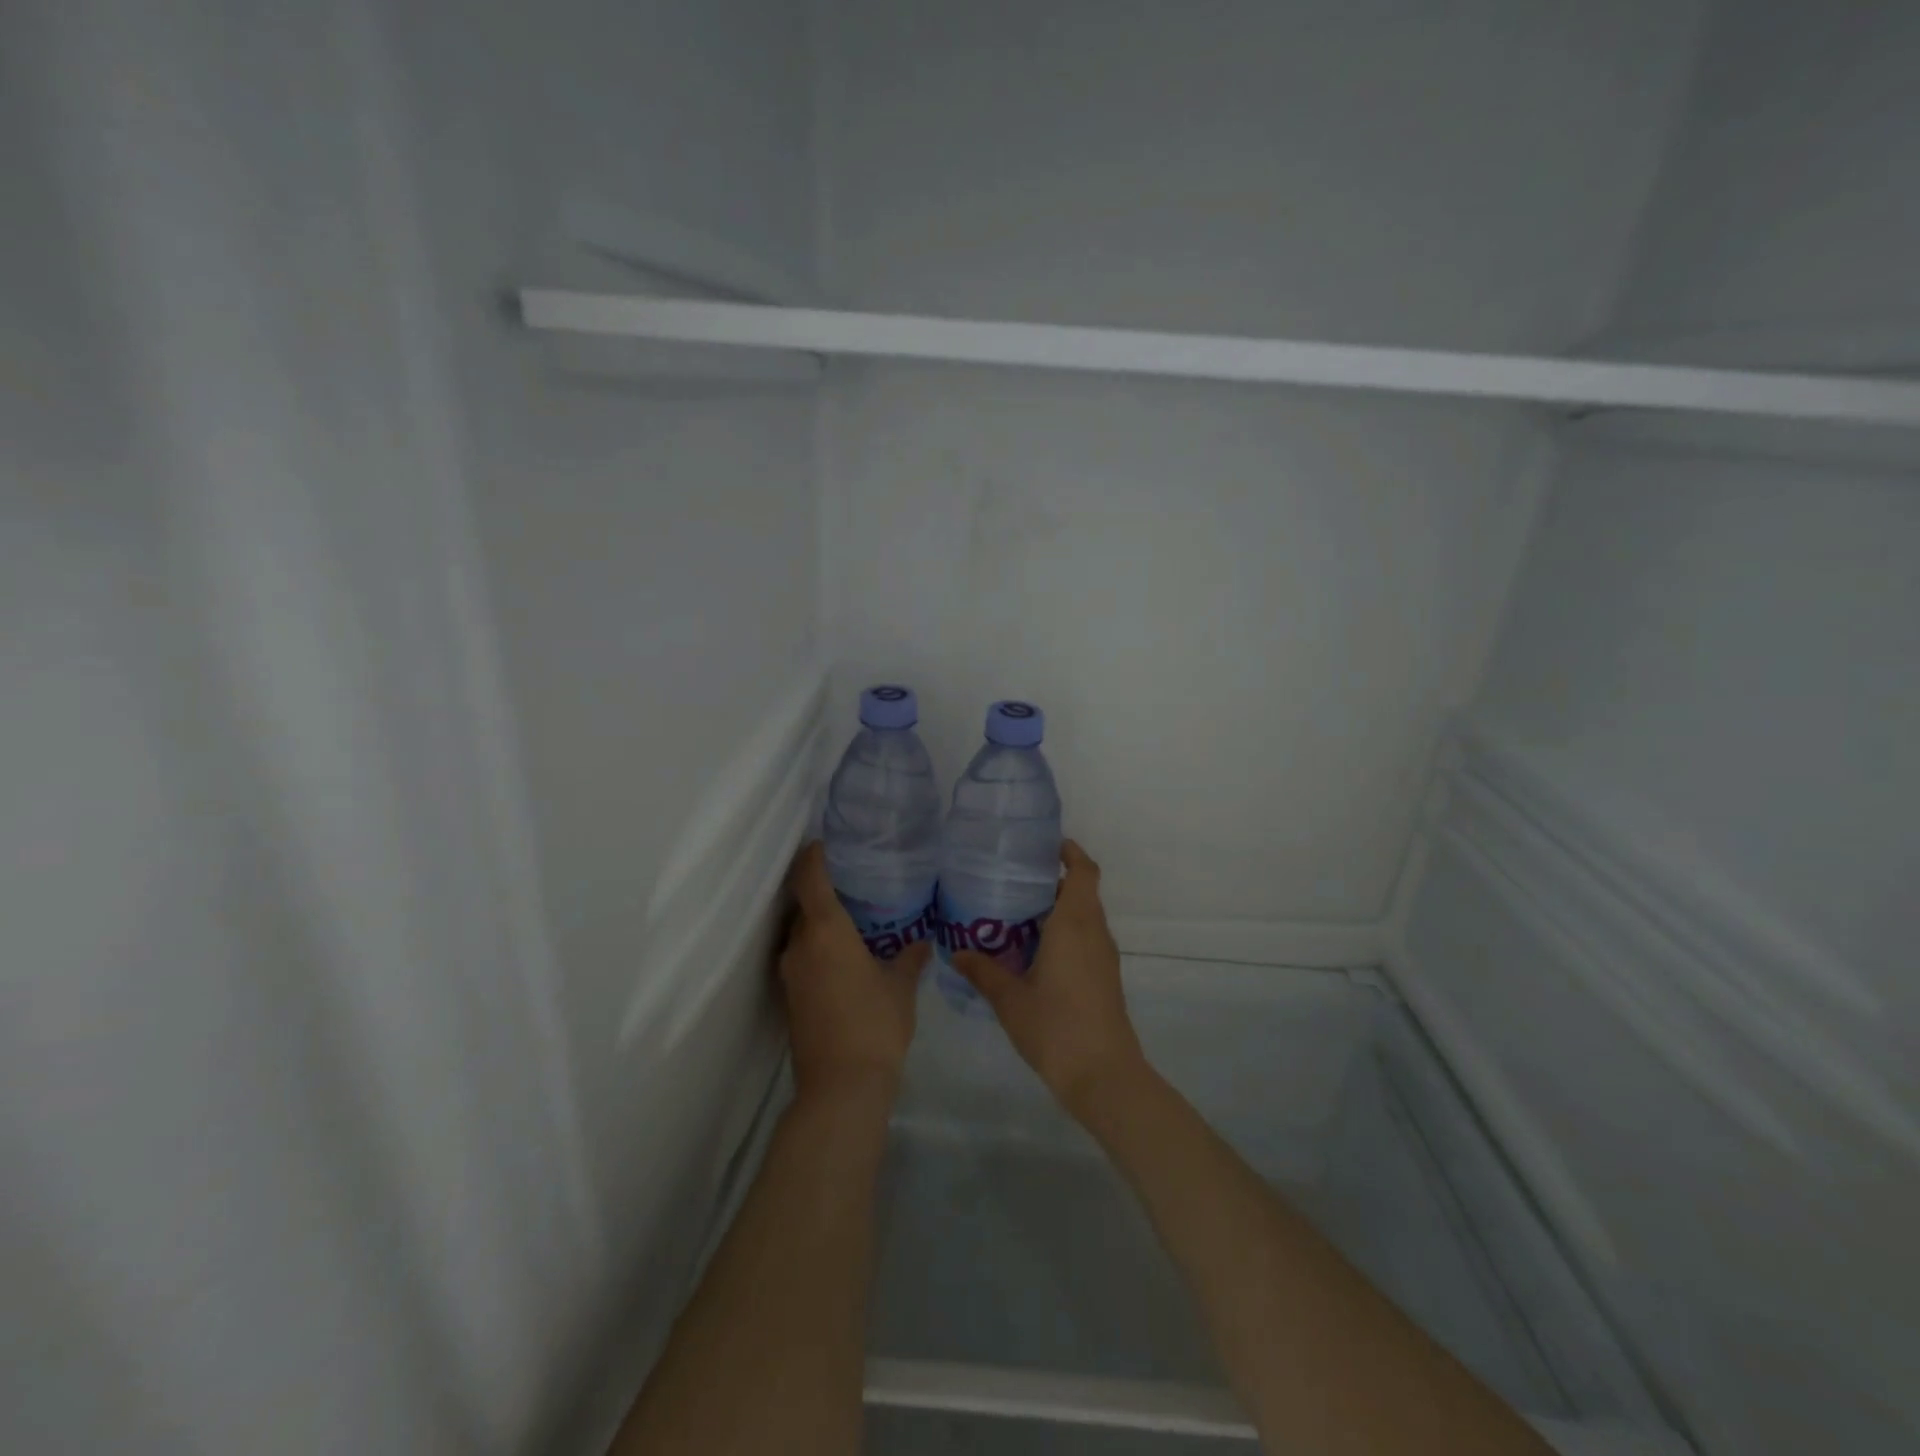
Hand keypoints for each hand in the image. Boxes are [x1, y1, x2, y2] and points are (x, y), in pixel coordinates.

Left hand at [778, 842, 928, 1105]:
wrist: (841, 1087)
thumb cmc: (875, 1025)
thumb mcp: (901, 988)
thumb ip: (909, 958)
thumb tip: (920, 941)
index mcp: (826, 931)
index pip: (810, 878)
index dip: (813, 856)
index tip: (822, 843)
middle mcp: (799, 945)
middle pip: (804, 905)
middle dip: (822, 891)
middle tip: (853, 883)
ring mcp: (790, 973)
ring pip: (802, 934)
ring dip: (820, 923)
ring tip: (853, 920)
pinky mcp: (790, 997)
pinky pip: (802, 957)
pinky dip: (818, 948)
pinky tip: (844, 957)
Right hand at [951, 841, 1145, 1120]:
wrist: (1103, 1075)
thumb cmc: (1056, 1026)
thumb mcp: (1010, 999)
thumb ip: (983, 971)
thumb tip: (957, 952)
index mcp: (1074, 924)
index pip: (1083, 872)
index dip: (1070, 852)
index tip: (1046, 845)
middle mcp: (1094, 932)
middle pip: (1082, 891)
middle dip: (1054, 880)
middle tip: (1014, 880)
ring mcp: (1103, 956)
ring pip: (1085, 917)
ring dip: (1060, 908)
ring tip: (1017, 912)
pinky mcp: (1105, 977)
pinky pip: (1086, 939)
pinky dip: (1065, 932)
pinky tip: (1035, 951)